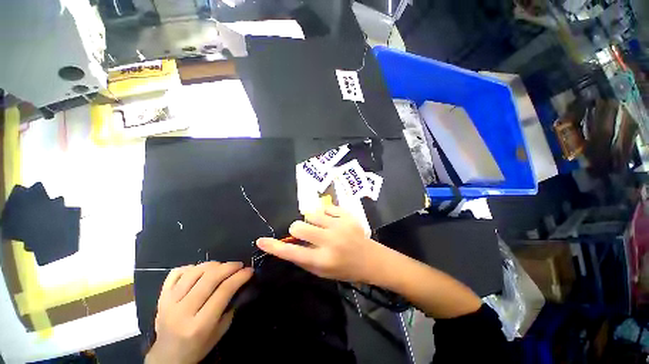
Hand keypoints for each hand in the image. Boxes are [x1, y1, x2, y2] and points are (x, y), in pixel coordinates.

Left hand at [145, 262, 252, 363]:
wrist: (167, 357)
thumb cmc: (198, 346)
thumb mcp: (220, 331)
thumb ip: (230, 306)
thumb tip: (239, 282)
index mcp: (200, 324)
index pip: (224, 291)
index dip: (239, 277)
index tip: (249, 270)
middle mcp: (183, 311)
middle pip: (209, 278)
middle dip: (229, 267)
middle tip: (239, 265)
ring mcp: (168, 302)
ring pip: (194, 272)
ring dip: (213, 265)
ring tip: (222, 267)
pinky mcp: (161, 297)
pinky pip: (176, 273)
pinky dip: (191, 267)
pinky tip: (200, 270)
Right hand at [257, 205, 384, 282]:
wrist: (370, 259)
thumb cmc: (345, 269)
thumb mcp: (322, 272)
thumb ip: (303, 258)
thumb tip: (286, 245)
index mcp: (322, 260)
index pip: (292, 253)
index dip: (274, 247)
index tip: (261, 240)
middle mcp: (330, 242)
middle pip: (299, 226)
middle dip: (296, 229)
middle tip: (305, 233)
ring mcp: (340, 226)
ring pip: (311, 214)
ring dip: (311, 220)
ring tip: (321, 226)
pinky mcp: (347, 216)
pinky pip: (327, 208)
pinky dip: (326, 214)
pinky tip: (333, 221)